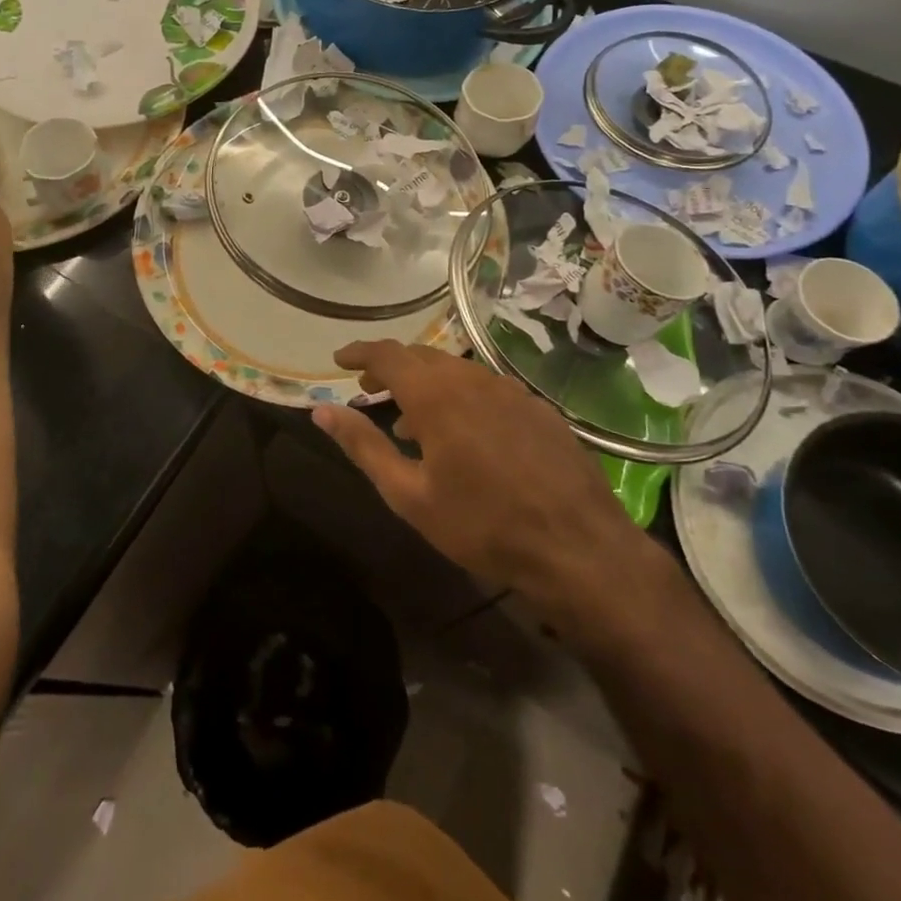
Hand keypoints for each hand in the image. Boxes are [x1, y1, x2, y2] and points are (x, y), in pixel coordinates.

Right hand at [313, 341, 672, 639]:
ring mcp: (510, 391)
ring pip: (456, 371)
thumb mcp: (410, 495)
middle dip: (390, 367)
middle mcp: (472, 380)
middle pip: (422, 356)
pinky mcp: (538, 408)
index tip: (339, 359)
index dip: (359, 352)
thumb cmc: (483, 525)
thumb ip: (363, 446)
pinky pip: (487, 389)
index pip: (388, 354)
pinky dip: (461, 397)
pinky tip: (465, 433)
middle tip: (368, 385)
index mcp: (436, 395)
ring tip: (410, 420)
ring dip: (426, 384)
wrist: (579, 548)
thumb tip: (321, 411)